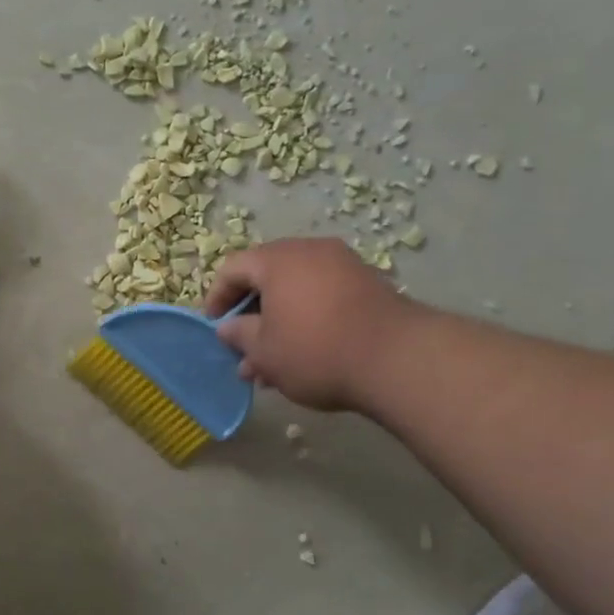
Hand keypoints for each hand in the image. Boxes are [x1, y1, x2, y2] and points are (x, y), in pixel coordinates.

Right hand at [202, 238, 410, 411]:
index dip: (217, 298)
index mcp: (277, 259)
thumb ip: (239, 336)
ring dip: (278, 321)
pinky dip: (307, 318)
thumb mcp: (264, 351)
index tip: (214, 328)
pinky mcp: (369, 285)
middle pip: (266, 276)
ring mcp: (344, 265)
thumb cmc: (315, 350)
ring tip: (272, 363)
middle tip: (243, 348)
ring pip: (296, 290)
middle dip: (250, 314)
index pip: (233, 268)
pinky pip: (323, 296)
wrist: (398, 360)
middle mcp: (310, 251)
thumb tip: (228, 328)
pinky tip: (305, 355)